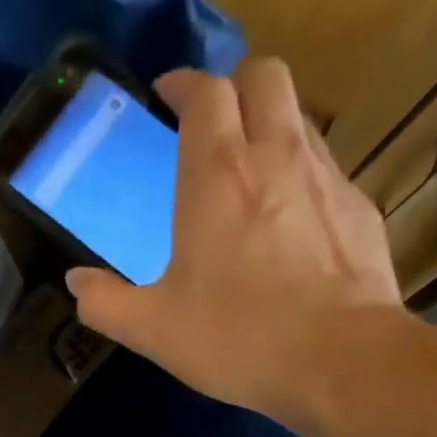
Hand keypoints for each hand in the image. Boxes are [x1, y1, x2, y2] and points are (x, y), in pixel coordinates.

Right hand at [65, 58, 404, 433]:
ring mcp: (326, 177)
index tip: (167, 95)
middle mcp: (276, 156)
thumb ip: (105, 303)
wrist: (343, 361)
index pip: (205, 92)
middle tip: (210, 121)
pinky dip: (300, 171)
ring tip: (247, 169)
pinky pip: (325, 165)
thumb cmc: (238, 337)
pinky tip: (289, 220)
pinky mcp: (360, 207)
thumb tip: (76, 282)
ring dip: (270, 123)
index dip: (184, 83)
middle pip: (264, 75)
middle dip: (234, 83)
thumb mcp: (153, 330)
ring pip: (299, 116)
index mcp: (217, 175)